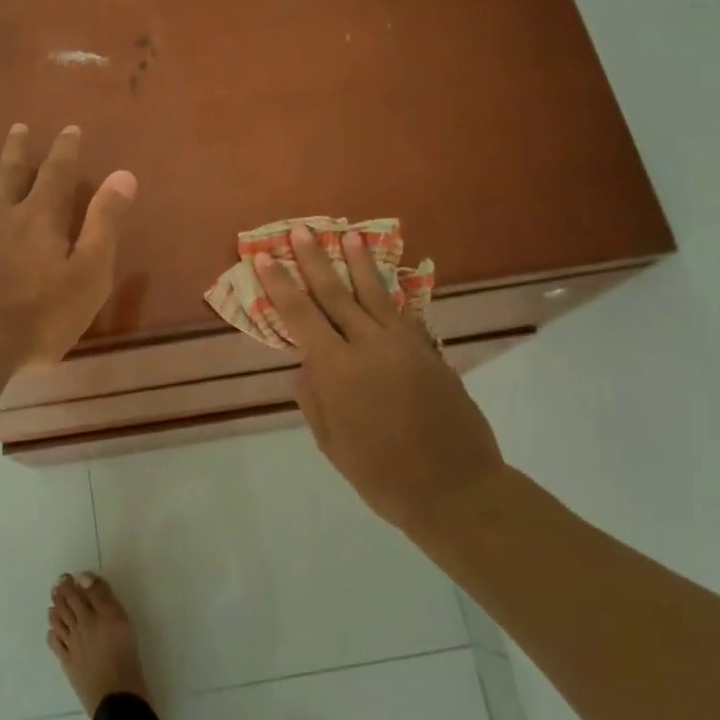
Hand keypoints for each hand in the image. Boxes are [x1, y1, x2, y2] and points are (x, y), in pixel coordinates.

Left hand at [0, 123, 136, 365]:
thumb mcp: (89, 273)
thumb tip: (123, 175)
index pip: (57, 173)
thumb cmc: (39, 315)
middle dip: (16, 149)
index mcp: (40, 217)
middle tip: (18, 127)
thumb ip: (104, 223)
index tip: (70, 129)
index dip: (65, 150)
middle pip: (9, 173)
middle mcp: (0, 215)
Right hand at [257, 226, 506, 529]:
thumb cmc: (382, 474)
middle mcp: (369, 345)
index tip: (264, 257)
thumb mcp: (332, 443)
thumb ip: (314, 398)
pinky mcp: (430, 351)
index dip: (279, 284)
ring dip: (358, 263)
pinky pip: (403, 315)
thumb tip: (307, 364)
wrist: (455, 488)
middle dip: (314, 260)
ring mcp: (405, 345)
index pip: (300, 316)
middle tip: (299, 230)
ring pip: (375, 294)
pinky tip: (385, 281)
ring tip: (347, 235)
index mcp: (338, 369)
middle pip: (335, 293)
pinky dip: (390, 295)